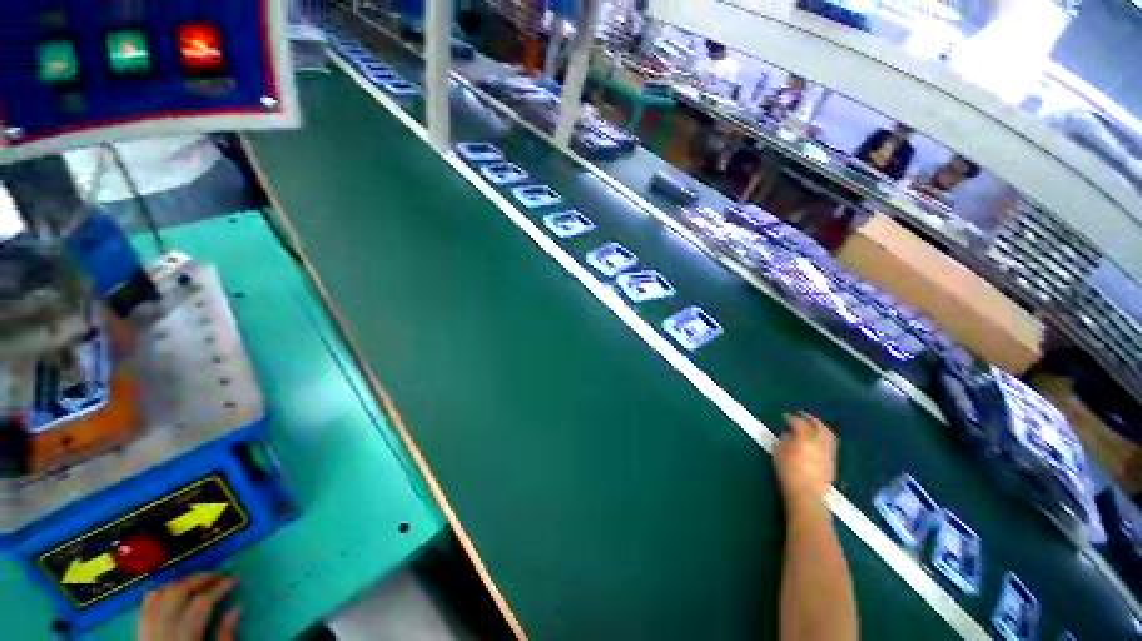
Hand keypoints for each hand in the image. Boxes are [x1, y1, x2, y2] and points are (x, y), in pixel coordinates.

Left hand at [138, 573, 241, 640]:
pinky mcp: (141, 629)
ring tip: (197, 581)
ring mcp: (149, 629)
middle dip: (198, 580)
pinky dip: (161, 591)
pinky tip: (173, 591)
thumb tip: (237, 608)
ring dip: (180, 583)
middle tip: (216, 575)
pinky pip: (147, 603)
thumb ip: (225, 635)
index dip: (218, 588)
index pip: (201, 604)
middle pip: (177, 594)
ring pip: (160, 595)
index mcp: (185, 638)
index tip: (233, 579)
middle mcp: (164, 630)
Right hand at [774, 413, 837, 508]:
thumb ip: (783, 440)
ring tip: (812, 426)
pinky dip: (824, 438)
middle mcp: (819, 442)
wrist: (807, 494)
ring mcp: (828, 452)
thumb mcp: (778, 452)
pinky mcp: (832, 462)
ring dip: (820, 427)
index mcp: (805, 437)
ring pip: (828, 434)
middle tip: (802, 415)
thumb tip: (788, 435)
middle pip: (818, 425)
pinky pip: (830, 444)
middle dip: (810, 419)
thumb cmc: (788, 471)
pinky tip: (817, 441)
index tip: (784, 417)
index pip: (798, 423)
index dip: (790, 418)